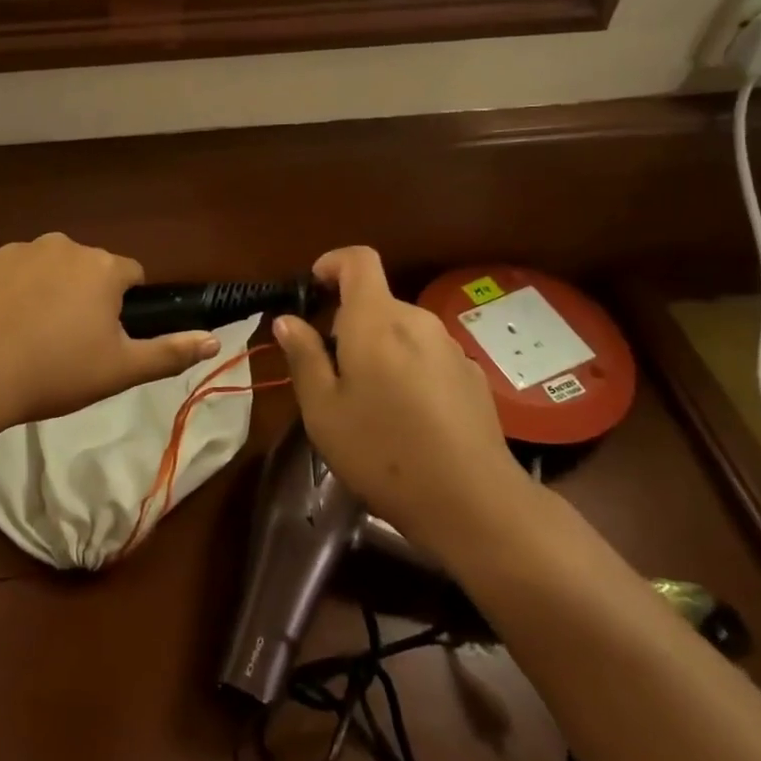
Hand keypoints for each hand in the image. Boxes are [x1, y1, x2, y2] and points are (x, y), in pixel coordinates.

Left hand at [0, 233, 218, 430]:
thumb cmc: (53, 372)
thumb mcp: (119, 370)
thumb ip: (170, 352)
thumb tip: (215, 340)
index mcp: (101, 268)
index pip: (129, 275)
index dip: (122, 304)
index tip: (105, 335)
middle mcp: (60, 246)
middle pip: (82, 267)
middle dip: (79, 295)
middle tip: (63, 342)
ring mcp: (12, 249)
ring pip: (38, 267)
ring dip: (38, 291)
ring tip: (20, 337)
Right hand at [271, 247, 537, 564]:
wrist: (471, 500)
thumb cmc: (382, 452)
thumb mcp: (324, 410)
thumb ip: (304, 357)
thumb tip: (288, 320)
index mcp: (377, 320)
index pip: (359, 260)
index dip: (333, 263)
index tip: (315, 288)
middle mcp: (418, 321)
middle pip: (379, 302)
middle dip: (350, 324)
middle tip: (331, 372)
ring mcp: (451, 348)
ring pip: (403, 332)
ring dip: (380, 349)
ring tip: (368, 402)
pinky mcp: (472, 376)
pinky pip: (428, 356)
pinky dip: (408, 369)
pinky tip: (407, 418)